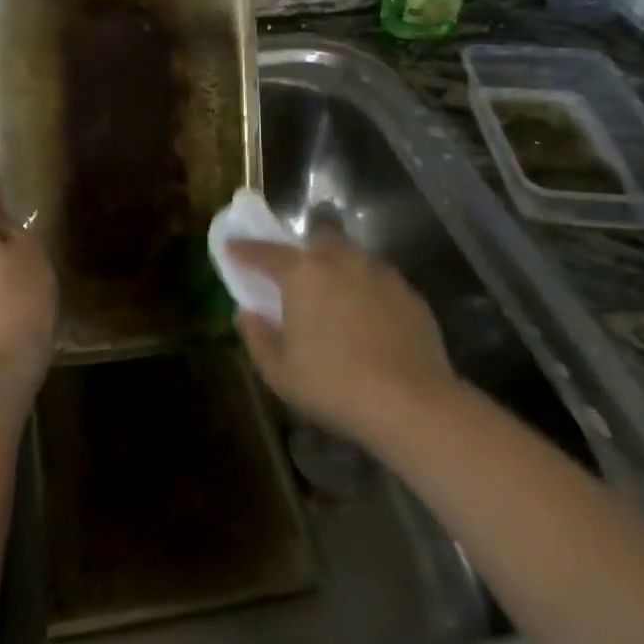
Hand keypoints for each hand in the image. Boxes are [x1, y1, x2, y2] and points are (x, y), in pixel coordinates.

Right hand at [228, 232, 455, 446]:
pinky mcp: (409, 293)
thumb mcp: (280, 371)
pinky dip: (365, 291)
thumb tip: (246, 313)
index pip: (265, 253)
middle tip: (294, 275)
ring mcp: (379, 273)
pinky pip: (378, 281)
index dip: (244, 250)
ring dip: (336, 268)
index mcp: (302, 273)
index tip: (231, 247)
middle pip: (315, 241)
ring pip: (350, 256)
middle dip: (301, 252)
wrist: (411, 402)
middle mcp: (341, 260)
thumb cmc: (334, 384)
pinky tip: (367, 318)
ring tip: (332, 296)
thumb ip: (257, 337)